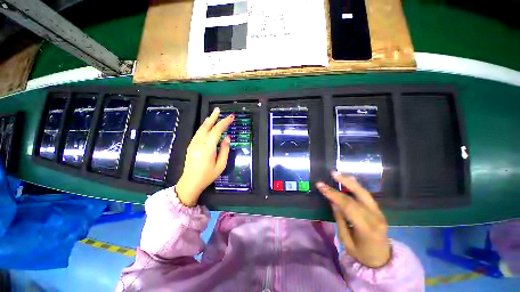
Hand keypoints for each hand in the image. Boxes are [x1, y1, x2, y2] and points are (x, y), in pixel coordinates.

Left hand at [176, 108, 233, 206]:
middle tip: (219, 109)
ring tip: (214, 114)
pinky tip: (206, 125)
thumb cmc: (208, 176)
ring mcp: (193, 144)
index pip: (217, 131)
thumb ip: (225, 150)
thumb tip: (227, 138)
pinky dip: (203, 127)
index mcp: (208, 148)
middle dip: (214, 117)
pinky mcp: (190, 146)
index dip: (224, 123)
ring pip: (201, 129)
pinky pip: (198, 133)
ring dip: (208, 120)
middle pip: (207, 127)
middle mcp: (199, 143)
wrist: (190, 183)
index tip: (231, 117)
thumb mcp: (220, 165)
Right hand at [316, 172, 390, 267]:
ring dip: (350, 181)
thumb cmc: (361, 253)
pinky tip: (350, 180)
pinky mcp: (379, 210)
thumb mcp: (346, 240)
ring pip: (364, 192)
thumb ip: (340, 219)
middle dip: (343, 182)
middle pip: (358, 195)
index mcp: (367, 228)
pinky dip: (356, 186)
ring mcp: (379, 213)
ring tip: (338, 174)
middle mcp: (375, 217)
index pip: (348, 206)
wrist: (382, 259)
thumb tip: (333, 201)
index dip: (333, 194)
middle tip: (332, 173)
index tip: (320, 186)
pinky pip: (366, 195)